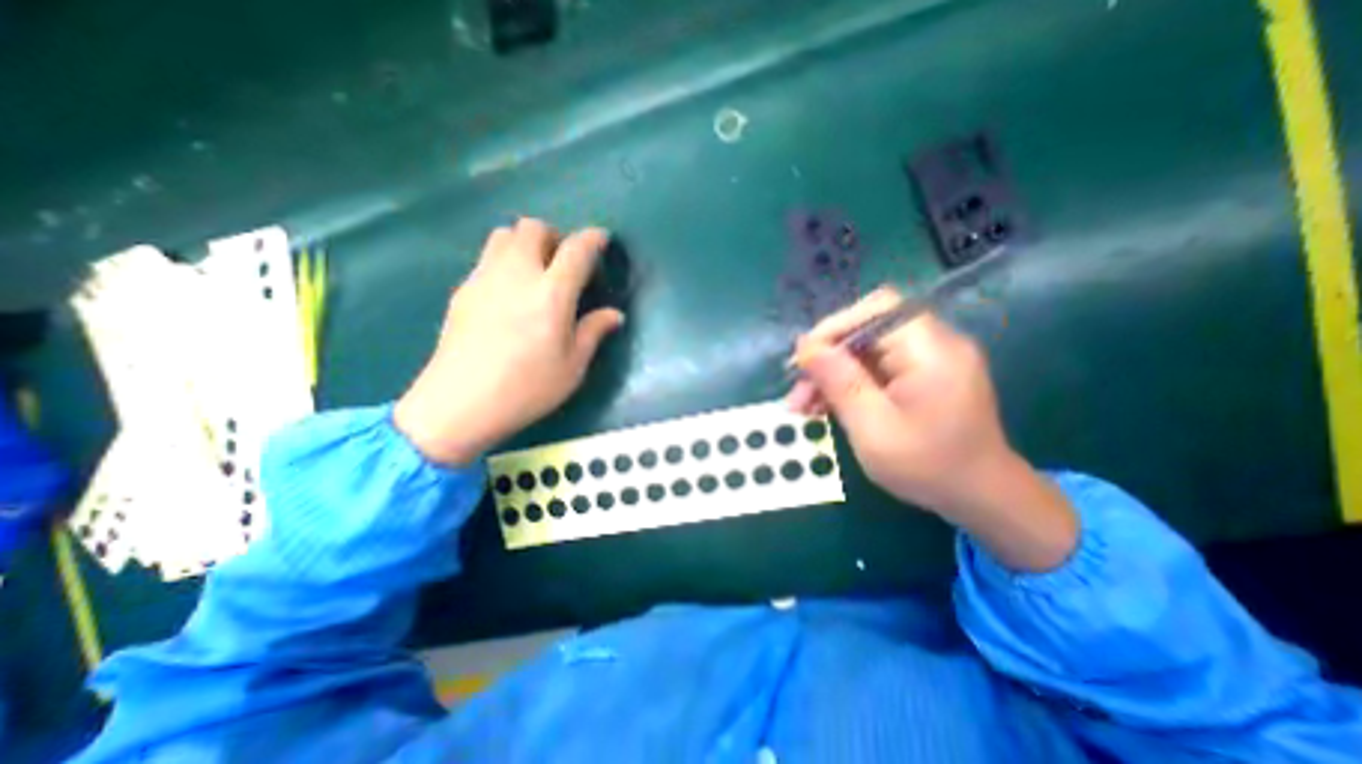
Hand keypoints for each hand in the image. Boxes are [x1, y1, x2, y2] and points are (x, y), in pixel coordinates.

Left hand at [394, 217, 627, 463]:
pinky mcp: (464, 289)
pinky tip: (511, 293)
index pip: (576, 250)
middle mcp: (517, 275)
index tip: (601, 240)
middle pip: (533, 228)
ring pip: (505, 235)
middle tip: (565, 262)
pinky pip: (488, 257)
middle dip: (555, 236)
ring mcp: (485, 278)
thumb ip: (593, 332)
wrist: (459, 404)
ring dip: (527, 243)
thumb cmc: (526, 389)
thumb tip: (615, 315)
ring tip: (537, 272)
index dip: (592, 238)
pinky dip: (506, 260)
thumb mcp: (572, 367)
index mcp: (551, 294)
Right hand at [788, 288, 1073, 573]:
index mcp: (932, 350)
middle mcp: (934, 343)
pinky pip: (875, 366)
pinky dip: (848, 382)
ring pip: (865, 350)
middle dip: (826, 358)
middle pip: (867, 330)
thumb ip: (840, 382)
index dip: (834, 327)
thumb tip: (805, 347)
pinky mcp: (921, 374)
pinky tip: (824, 405)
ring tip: (803, 405)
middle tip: (798, 391)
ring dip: (831, 373)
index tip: (803, 359)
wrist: (980, 497)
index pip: (877, 310)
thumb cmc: (928, 467)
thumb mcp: (873, 429)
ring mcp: (929, 358)